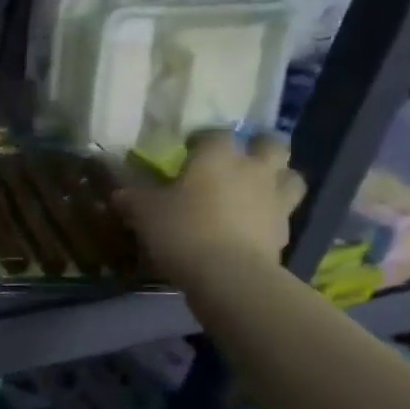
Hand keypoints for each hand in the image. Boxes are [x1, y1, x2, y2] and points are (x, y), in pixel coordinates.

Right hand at [118, 132, 305, 285]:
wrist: (228, 275)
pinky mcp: (284, 231)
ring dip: (278, 178)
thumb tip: (118, 194)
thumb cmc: (183, 231)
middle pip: (271, 144)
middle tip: (239, 160)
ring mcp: (275, 200)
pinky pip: (284, 214)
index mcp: (218, 157)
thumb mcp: (145, 214)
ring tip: (259, 189)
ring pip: (291, 177)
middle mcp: (253, 170)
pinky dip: (272, 217)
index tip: (190, 148)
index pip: (215, 133)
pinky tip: (255, 227)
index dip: (203, 138)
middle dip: (259, 147)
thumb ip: (133, 200)